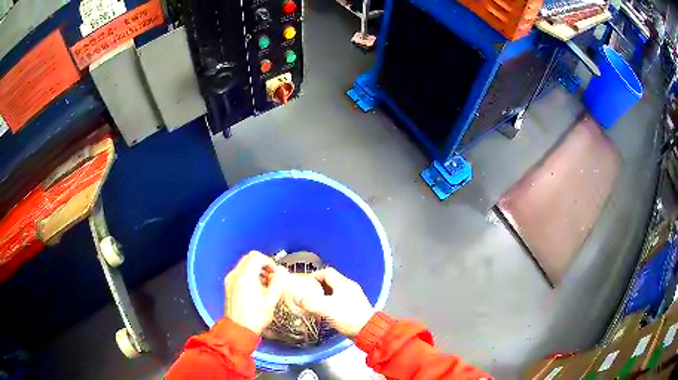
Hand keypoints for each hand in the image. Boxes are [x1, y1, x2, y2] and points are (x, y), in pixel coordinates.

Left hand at [224, 251, 289, 333]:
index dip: (269, 262)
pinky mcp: (228, 286)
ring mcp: (230, 279)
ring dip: (256, 269)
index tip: (275, 273)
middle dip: (262, 264)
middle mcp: (235, 274)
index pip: (257, 256)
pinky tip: (256, 288)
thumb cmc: (255, 316)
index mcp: (245, 276)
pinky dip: (249, 275)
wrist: (238, 329)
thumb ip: (277, 283)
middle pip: (249, 258)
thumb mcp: (270, 300)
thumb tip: (281, 273)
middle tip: (272, 277)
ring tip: (265, 283)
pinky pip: (239, 273)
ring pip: (244, 265)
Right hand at [297, 268, 373, 337]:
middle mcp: (350, 287)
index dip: (315, 275)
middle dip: (318, 285)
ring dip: (324, 294)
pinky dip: (331, 302)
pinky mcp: (355, 306)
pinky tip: (326, 311)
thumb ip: (310, 303)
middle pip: (331, 281)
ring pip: (336, 290)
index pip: (327, 272)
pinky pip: (340, 299)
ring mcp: (354, 296)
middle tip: (307, 293)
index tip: (304, 283)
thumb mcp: (326, 309)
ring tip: (314, 302)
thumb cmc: (348, 317)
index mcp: (343, 284)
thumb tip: (296, 298)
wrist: (368, 330)